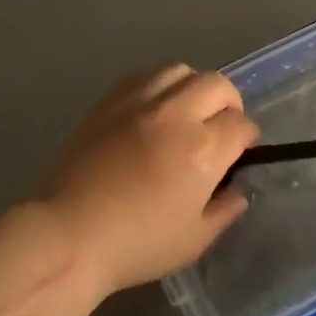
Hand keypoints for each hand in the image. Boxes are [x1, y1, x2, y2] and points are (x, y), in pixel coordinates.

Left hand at [40, 66, 258, 294]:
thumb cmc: (136, 244)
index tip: (240, 153)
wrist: (69, 234)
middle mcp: (176, 115)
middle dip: (229, 104)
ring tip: (186, 113)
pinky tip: (153, 110)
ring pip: (181, 71)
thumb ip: (224, 211)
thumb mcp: (194, 240)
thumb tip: (237, 191)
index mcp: (203, 149)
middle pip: (218, 85)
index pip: (241, 125)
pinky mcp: (110, 100)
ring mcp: (140, 102)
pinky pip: (145, 75)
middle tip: (220, 128)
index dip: (247, 139)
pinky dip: (159, 86)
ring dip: (193, 89)